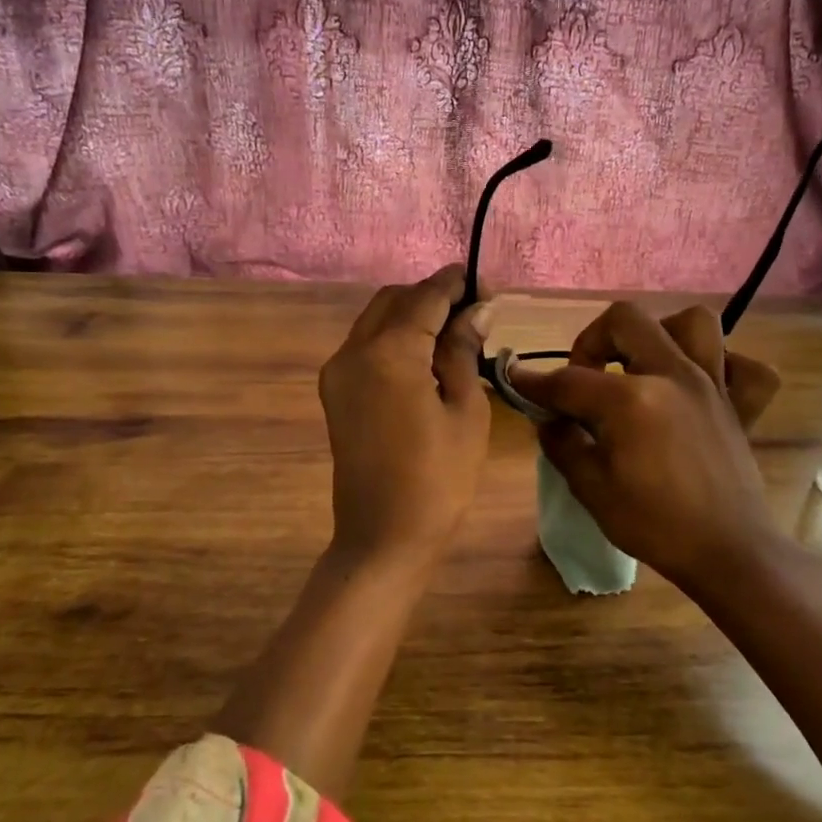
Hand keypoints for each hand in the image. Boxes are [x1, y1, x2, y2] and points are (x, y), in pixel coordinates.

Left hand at [318, 265, 491, 566]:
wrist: (382, 537)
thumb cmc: (438, 479)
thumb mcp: (465, 410)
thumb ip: (463, 351)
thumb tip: (476, 310)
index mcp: (388, 353)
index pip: (425, 297)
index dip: (457, 284)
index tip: (487, 285)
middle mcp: (353, 351)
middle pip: (394, 300)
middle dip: (432, 295)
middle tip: (475, 311)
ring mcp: (337, 371)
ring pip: (376, 319)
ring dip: (412, 314)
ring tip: (455, 332)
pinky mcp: (335, 392)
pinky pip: (366, 345)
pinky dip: (395, 337)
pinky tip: (425, 355)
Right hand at [507, 302, 785, 592]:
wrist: (727, 552)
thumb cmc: (654, 525)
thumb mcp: (591, 490)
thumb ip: (563, 445)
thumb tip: (550, 420)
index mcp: (630, 400)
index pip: (569, 380)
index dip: (536, 383)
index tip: (517, 381)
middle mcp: (672, 376)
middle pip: (625, 320)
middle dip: (592, 340)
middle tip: (585, 376)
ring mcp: (711, 384)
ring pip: (691, 323)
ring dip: (659, 335)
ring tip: (642, 366)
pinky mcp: (739, 403)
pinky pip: (744, 365)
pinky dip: (724, 365)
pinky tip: (700, 385)